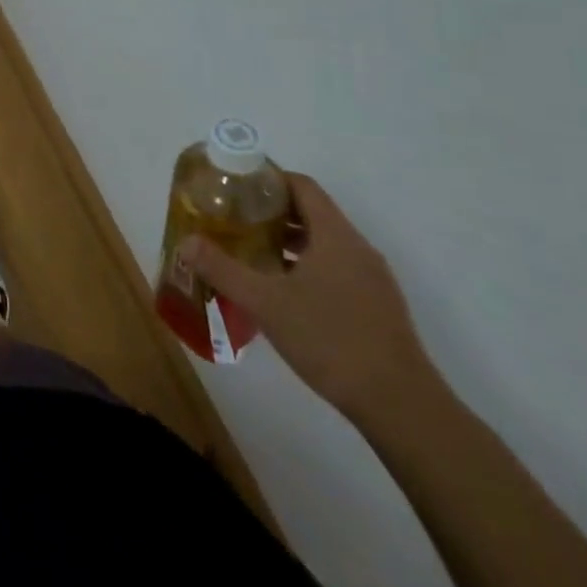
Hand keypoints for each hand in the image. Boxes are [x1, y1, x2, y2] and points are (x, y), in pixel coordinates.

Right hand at [183, 173, 436, 424]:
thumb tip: (185, 243)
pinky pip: (335, 268)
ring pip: (323, 242)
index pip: (301, 186)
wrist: (402, 408)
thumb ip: (223, 269)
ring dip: (286, 240)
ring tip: (249, 250)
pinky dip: (305, 264)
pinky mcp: (376, 306)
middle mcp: (358, 249)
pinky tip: (280, 289)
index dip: (267, 178)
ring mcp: (371, 280)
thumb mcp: (266, 303)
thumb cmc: (331, 341)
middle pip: (311, 212)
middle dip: (270, 210)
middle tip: (232, 217)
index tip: (234, 185)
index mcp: (336, 236)